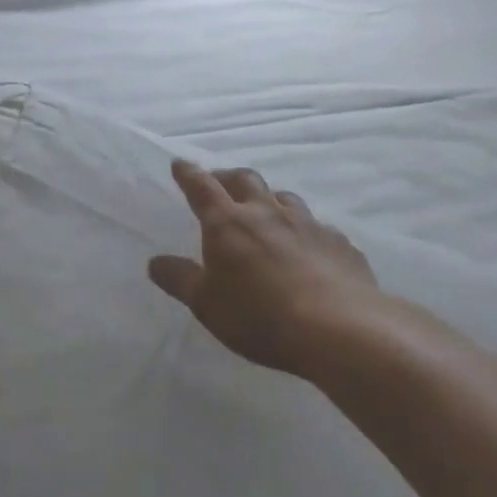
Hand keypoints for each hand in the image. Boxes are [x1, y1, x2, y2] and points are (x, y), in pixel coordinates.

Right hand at [149, 160, 380, 377]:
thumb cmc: (260, 316)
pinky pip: (319, 228)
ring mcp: (308, 225)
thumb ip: (179, 279)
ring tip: (266, 213)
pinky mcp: (341, 245)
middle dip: (229, 178)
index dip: (188, 174)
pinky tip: (309, 250)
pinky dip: (306, 231)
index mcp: (227, 223)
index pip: (201, 187)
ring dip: (270, 200)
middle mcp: (266, 213)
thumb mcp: (206, 304)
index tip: (180, 165)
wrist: (342, 331)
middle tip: (220, 184)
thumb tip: (155, 262)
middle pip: (245, 180)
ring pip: (285, 198)